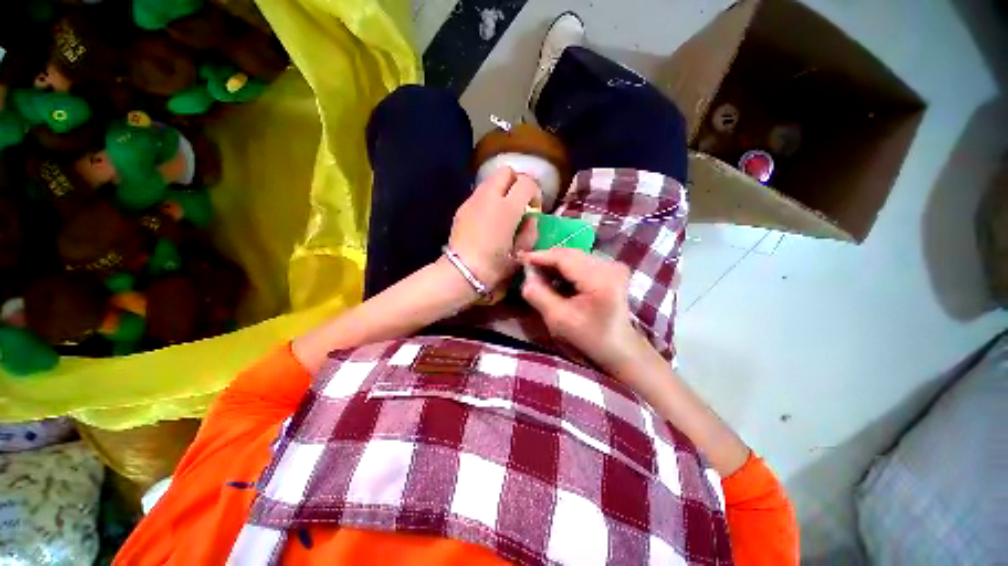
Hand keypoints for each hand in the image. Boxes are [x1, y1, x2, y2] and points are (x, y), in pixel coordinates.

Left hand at [449, 166, 538, 287]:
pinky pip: (480, 194)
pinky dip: (489, 199)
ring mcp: (473, 200)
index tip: (534, 208)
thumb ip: (531, 229)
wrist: (463, 272)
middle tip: (520, 203)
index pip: (526, 182)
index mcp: (507, 208)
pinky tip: (489, 218)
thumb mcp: (522, 250)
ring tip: (504, 211)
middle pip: (507, 171)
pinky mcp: (462, 208)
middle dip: (517, 183)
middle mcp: (489, 197)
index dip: (535, 192)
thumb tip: (531, 217)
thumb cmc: (496, 265)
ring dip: (502, 189)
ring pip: (491, 180)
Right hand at [520, 248, 643, 371]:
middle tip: (527, 267)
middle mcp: (610, 266)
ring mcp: (613, 266)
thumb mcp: (558, 319)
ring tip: (539, 273)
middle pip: (570, 254)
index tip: (521, 258)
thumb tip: (526, 276)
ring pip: (575, 256)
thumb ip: (539, 295)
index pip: (564, 258)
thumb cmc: (589, 337)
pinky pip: (582, 262)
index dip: (541, 256)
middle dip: (547, 260)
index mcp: (600, 279)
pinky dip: (566, 268)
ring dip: (555, 263)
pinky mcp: (611, 269)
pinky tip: (555, 278)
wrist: (618, 347)